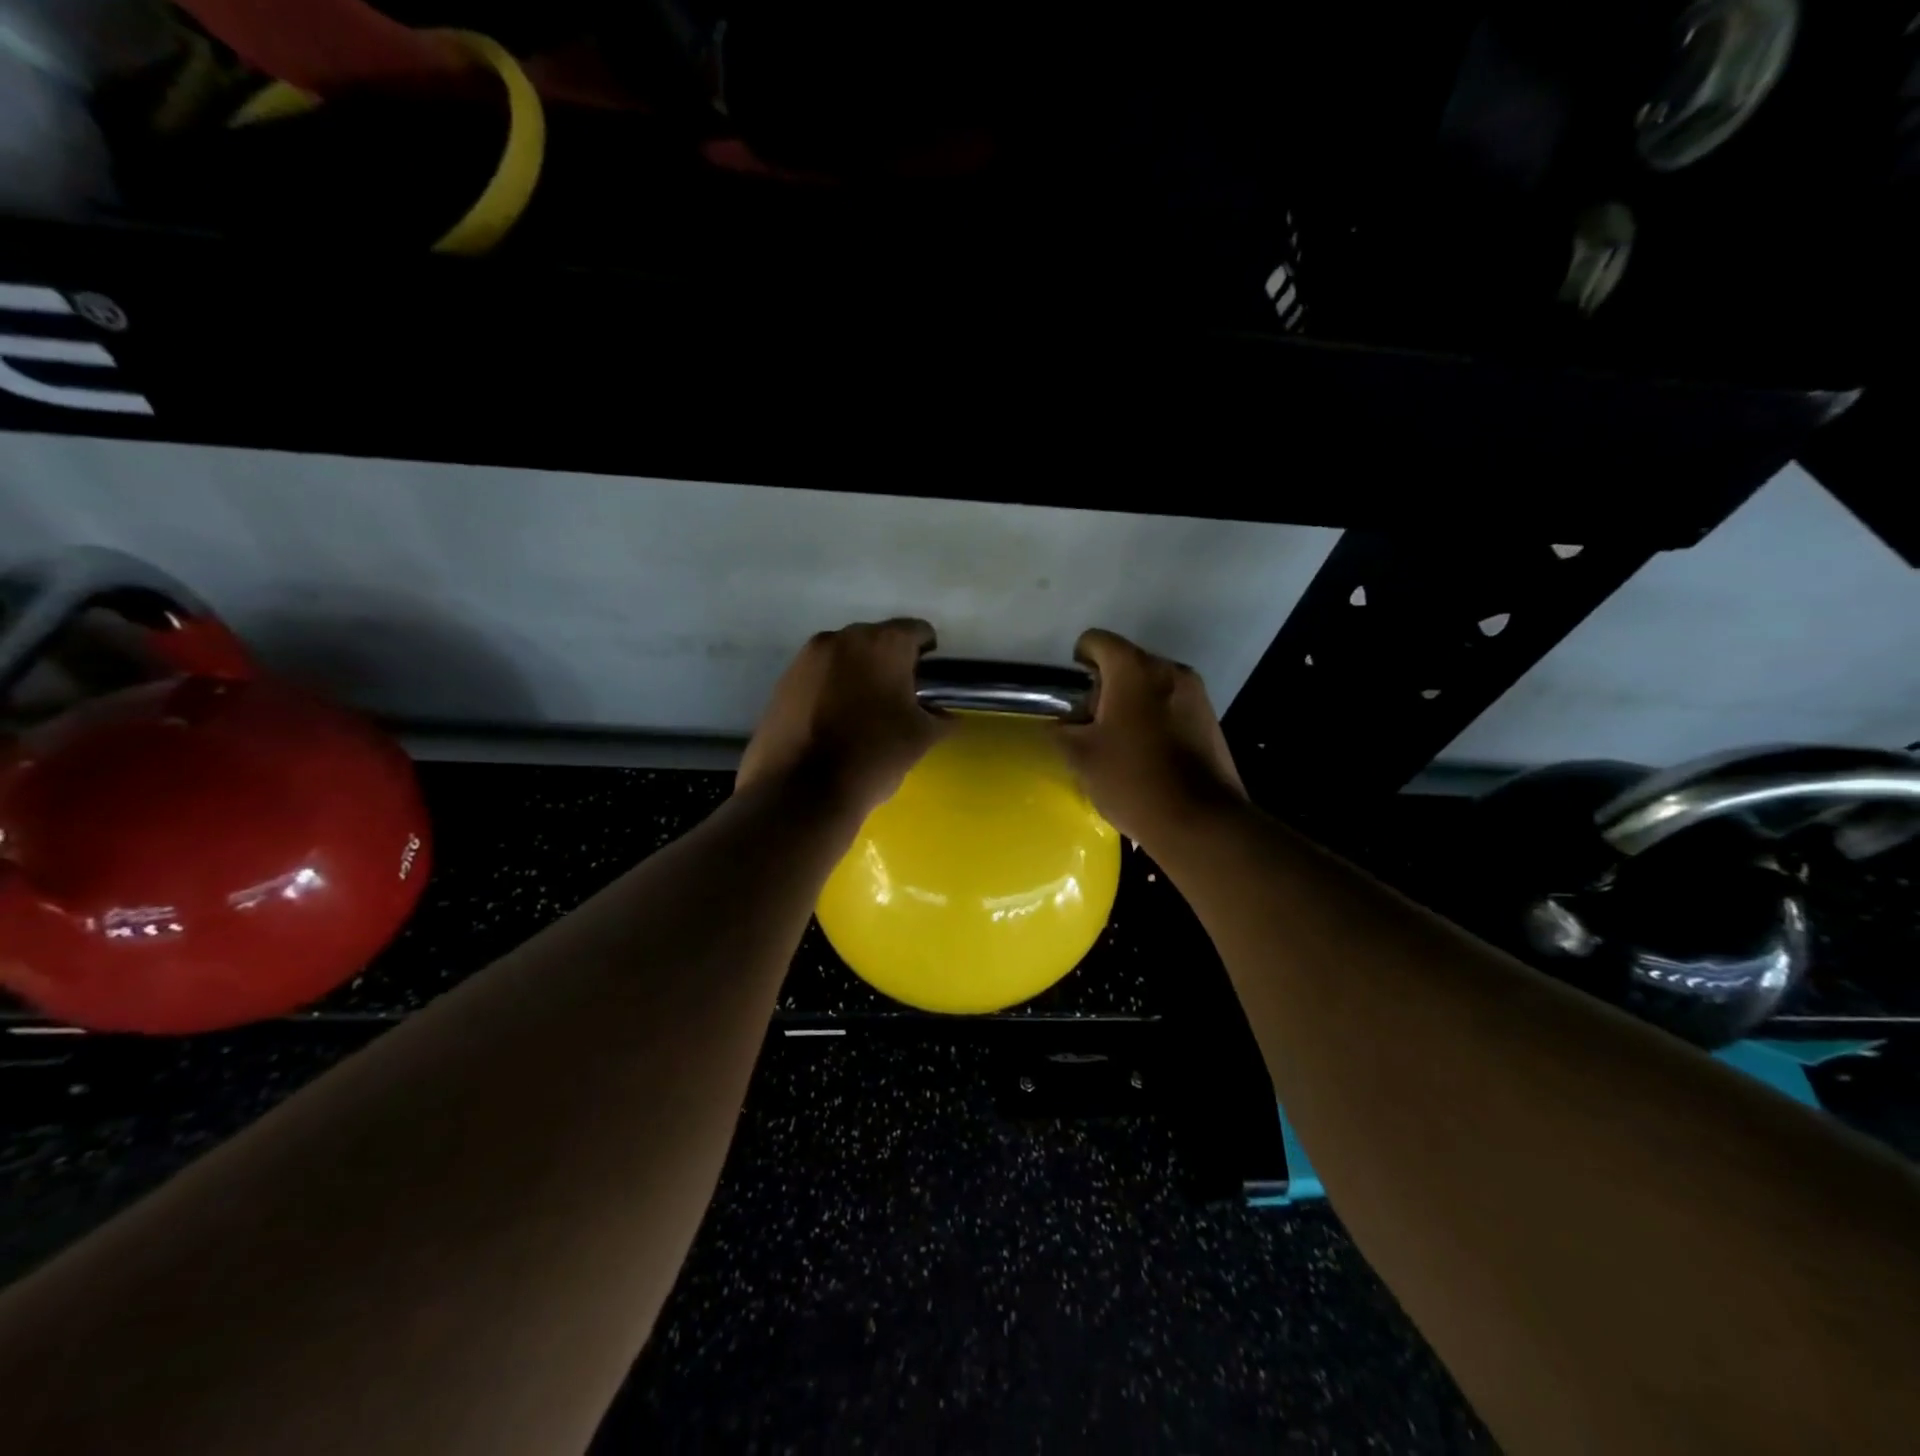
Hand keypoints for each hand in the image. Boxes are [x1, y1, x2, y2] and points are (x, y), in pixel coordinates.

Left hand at [737, 619, 948, 817]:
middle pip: (877, 641)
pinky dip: (830, 691)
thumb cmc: (872, 757)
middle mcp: (842, 638)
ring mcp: (806, 658)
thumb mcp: (921, 739)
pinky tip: (832, 725)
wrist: (800, 792)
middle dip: (890, 665)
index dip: (928, 656)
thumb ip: (940, 717)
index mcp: (883, 643)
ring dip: (857, 677)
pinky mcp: (782, 682)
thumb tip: (942, 714)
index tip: (928, 685)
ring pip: (844, 658)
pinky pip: (818, 677)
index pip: (917, 631)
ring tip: (862, 716)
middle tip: (897, 703)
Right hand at [1058, 628, 1246, 844]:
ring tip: (1119, 745)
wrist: (1199, 821)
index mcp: (1133, 669)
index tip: (1074, 695)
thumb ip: (1062, 730)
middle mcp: (1169, 670)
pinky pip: (1171, 705)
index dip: (1079, 660)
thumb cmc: (1132, 780)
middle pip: (1126, 663)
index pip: (1097, 641)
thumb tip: (1065, 722)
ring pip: (1150, 685)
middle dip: (1105, 689)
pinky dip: (1153, 718)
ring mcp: (1195, 694)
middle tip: (1092, 728)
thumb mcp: (1080, 756)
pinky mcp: (1210, 719)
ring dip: (1130, 704)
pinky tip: (1146, 754)